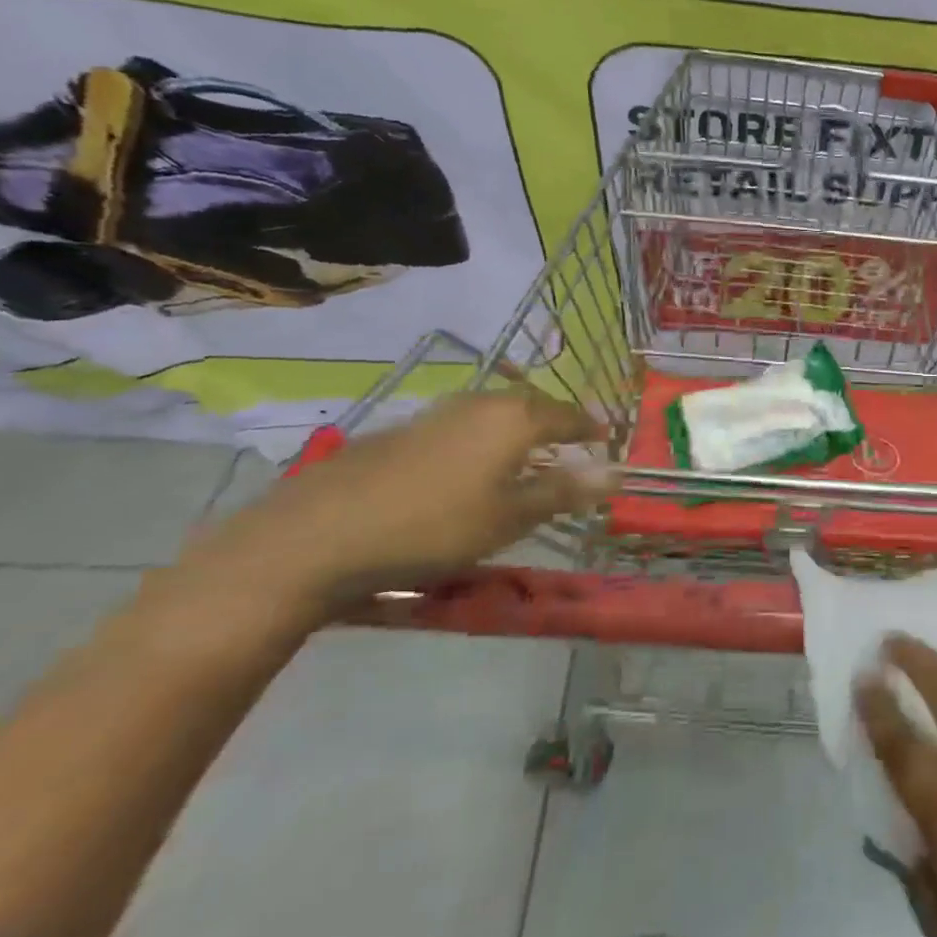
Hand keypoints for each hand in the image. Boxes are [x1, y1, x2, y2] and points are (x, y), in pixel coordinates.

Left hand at [181, 390, 617, 618]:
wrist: (320, 533)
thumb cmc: (435, 525)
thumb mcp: (510, 517)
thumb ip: (564, 491)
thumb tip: (617, 473)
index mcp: (514, 418)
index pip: (568, 414)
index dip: (590, 427)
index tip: (606, 438)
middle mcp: (480, 403)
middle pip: (531, 406)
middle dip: (555, 424)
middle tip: (570, 445)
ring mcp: (438, 413)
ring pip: (493, 413)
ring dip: (517, 430)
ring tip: (524, 456)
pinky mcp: (403, 430)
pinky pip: (462, 426)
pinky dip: (482, 440)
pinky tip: (469, 468)